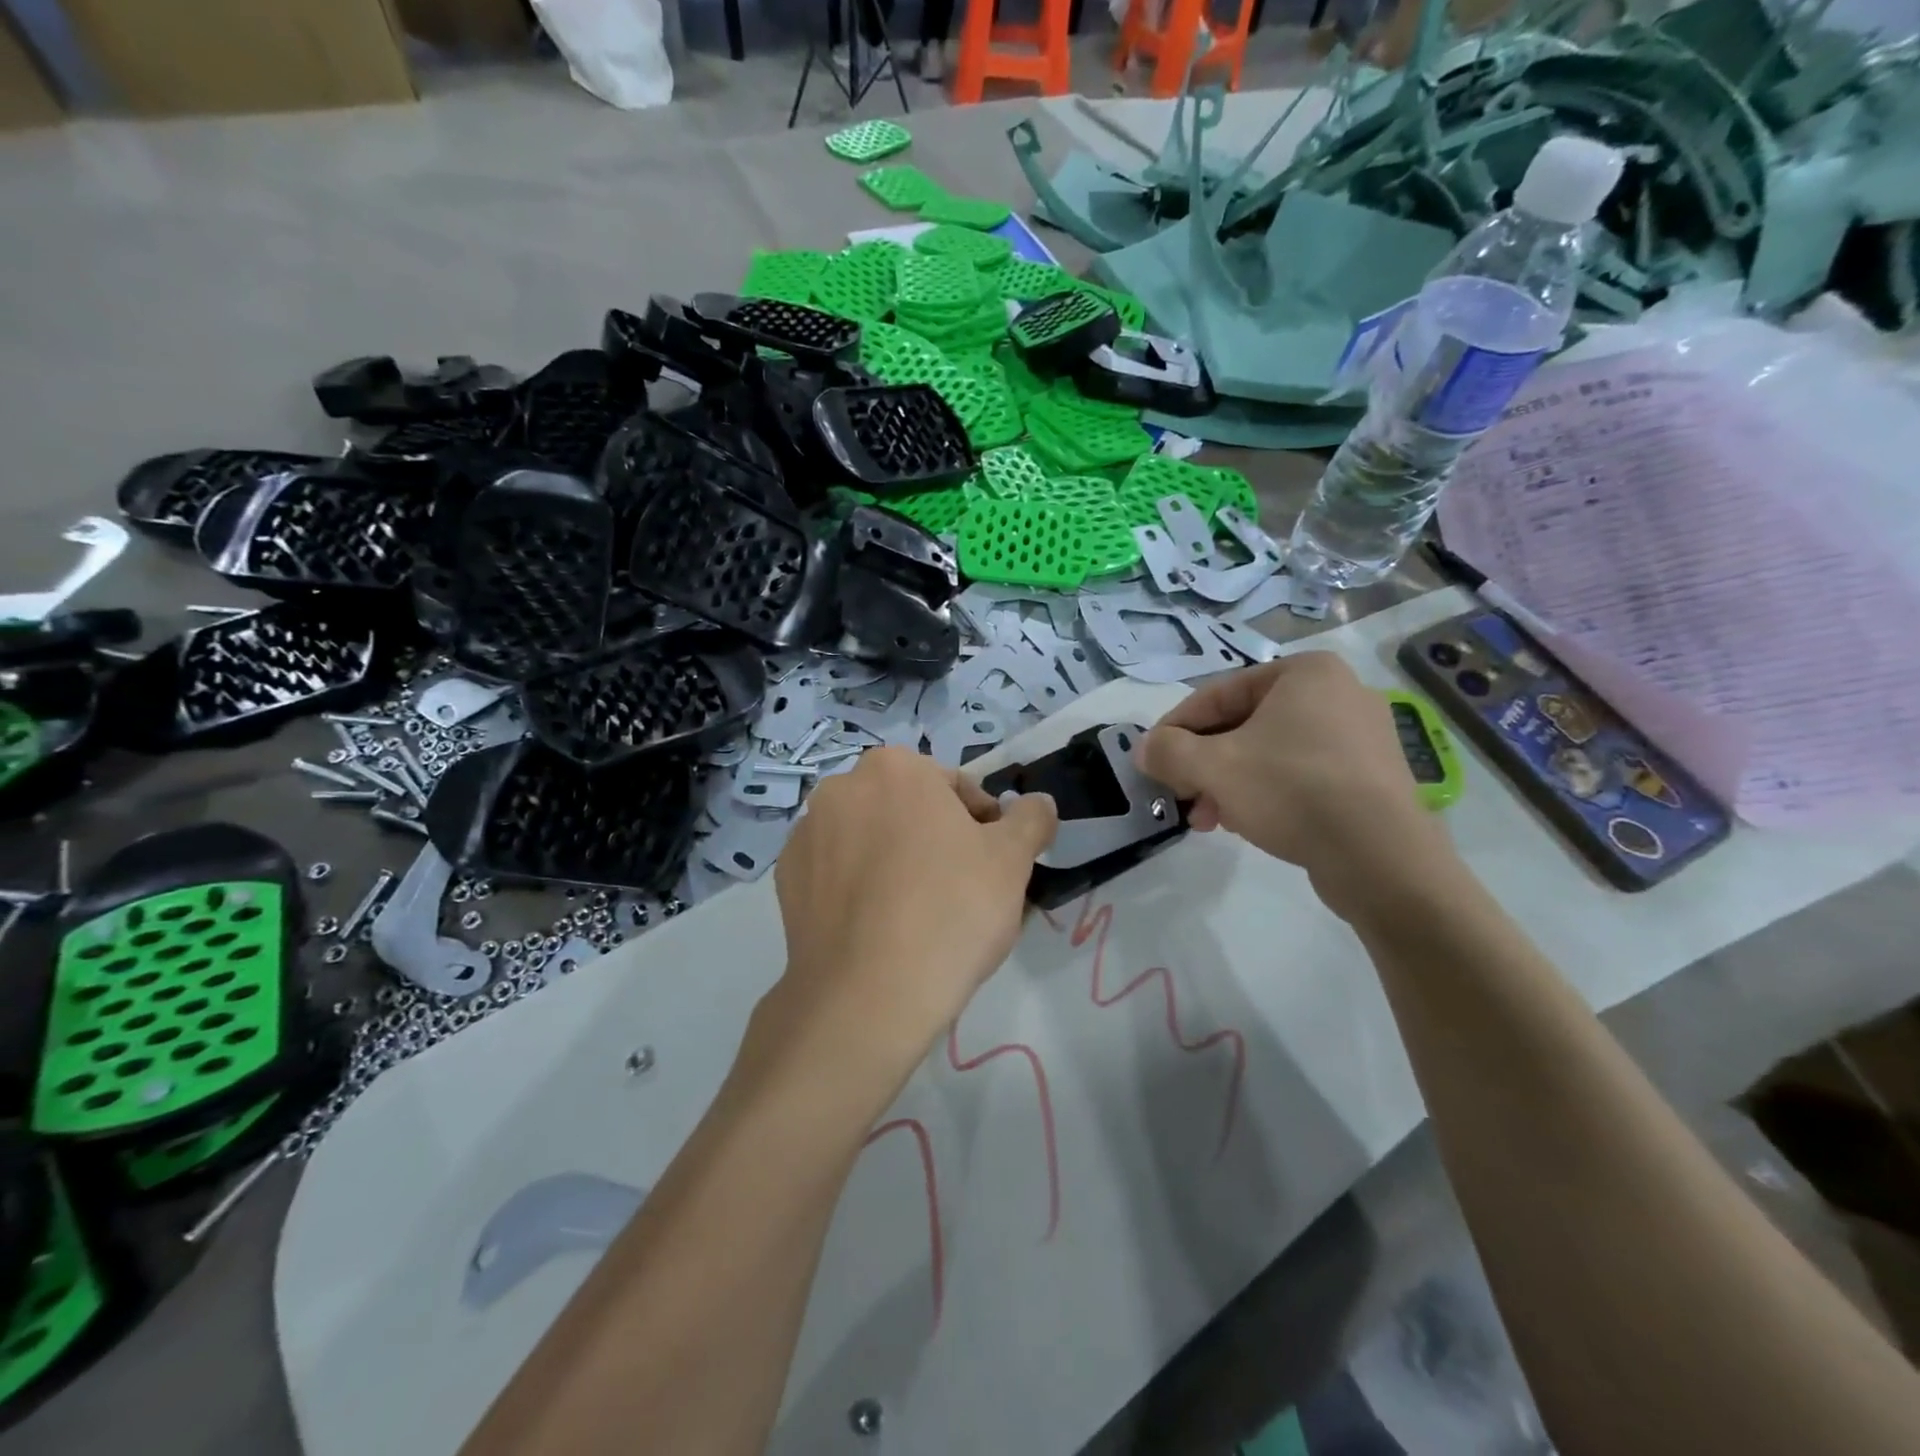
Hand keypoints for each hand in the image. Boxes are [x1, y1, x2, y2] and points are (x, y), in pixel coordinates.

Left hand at [770, 747, 1057, 1060]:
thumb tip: (1038, 803)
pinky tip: (879, 927)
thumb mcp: (1012, 861)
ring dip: (896, 859)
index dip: (984, 826)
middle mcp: (842, 787)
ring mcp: (807, 833)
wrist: (867, 997)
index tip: (993, 866)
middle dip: (936, 839)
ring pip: (871, 838)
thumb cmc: (950, 912)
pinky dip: (859, 887)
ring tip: (918, 913)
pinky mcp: (786, 878)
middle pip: (909, 809)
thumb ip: (1030, 819)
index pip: (955, 787)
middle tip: (960, 891)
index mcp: (895, 768)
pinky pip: (838, 871)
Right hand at [1136, 655, 1448, 919]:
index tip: (1151, 759)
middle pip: (1243, 725)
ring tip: (1208, 819)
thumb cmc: (1292, 790)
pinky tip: (1247, 824)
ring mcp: (1361, 737)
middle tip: (1181, 796)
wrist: (1381, 858)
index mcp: (1306, 672)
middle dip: (1204, 764)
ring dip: (1228, 783)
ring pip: (1269, 753)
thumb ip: (1168, 752)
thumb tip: (1143, 749)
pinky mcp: (1370, 778)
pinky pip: (1301, 775)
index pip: (1218, 694)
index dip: (1175, 728)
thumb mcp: (1214, 767)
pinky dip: (1266, 793)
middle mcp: (1339, 693)